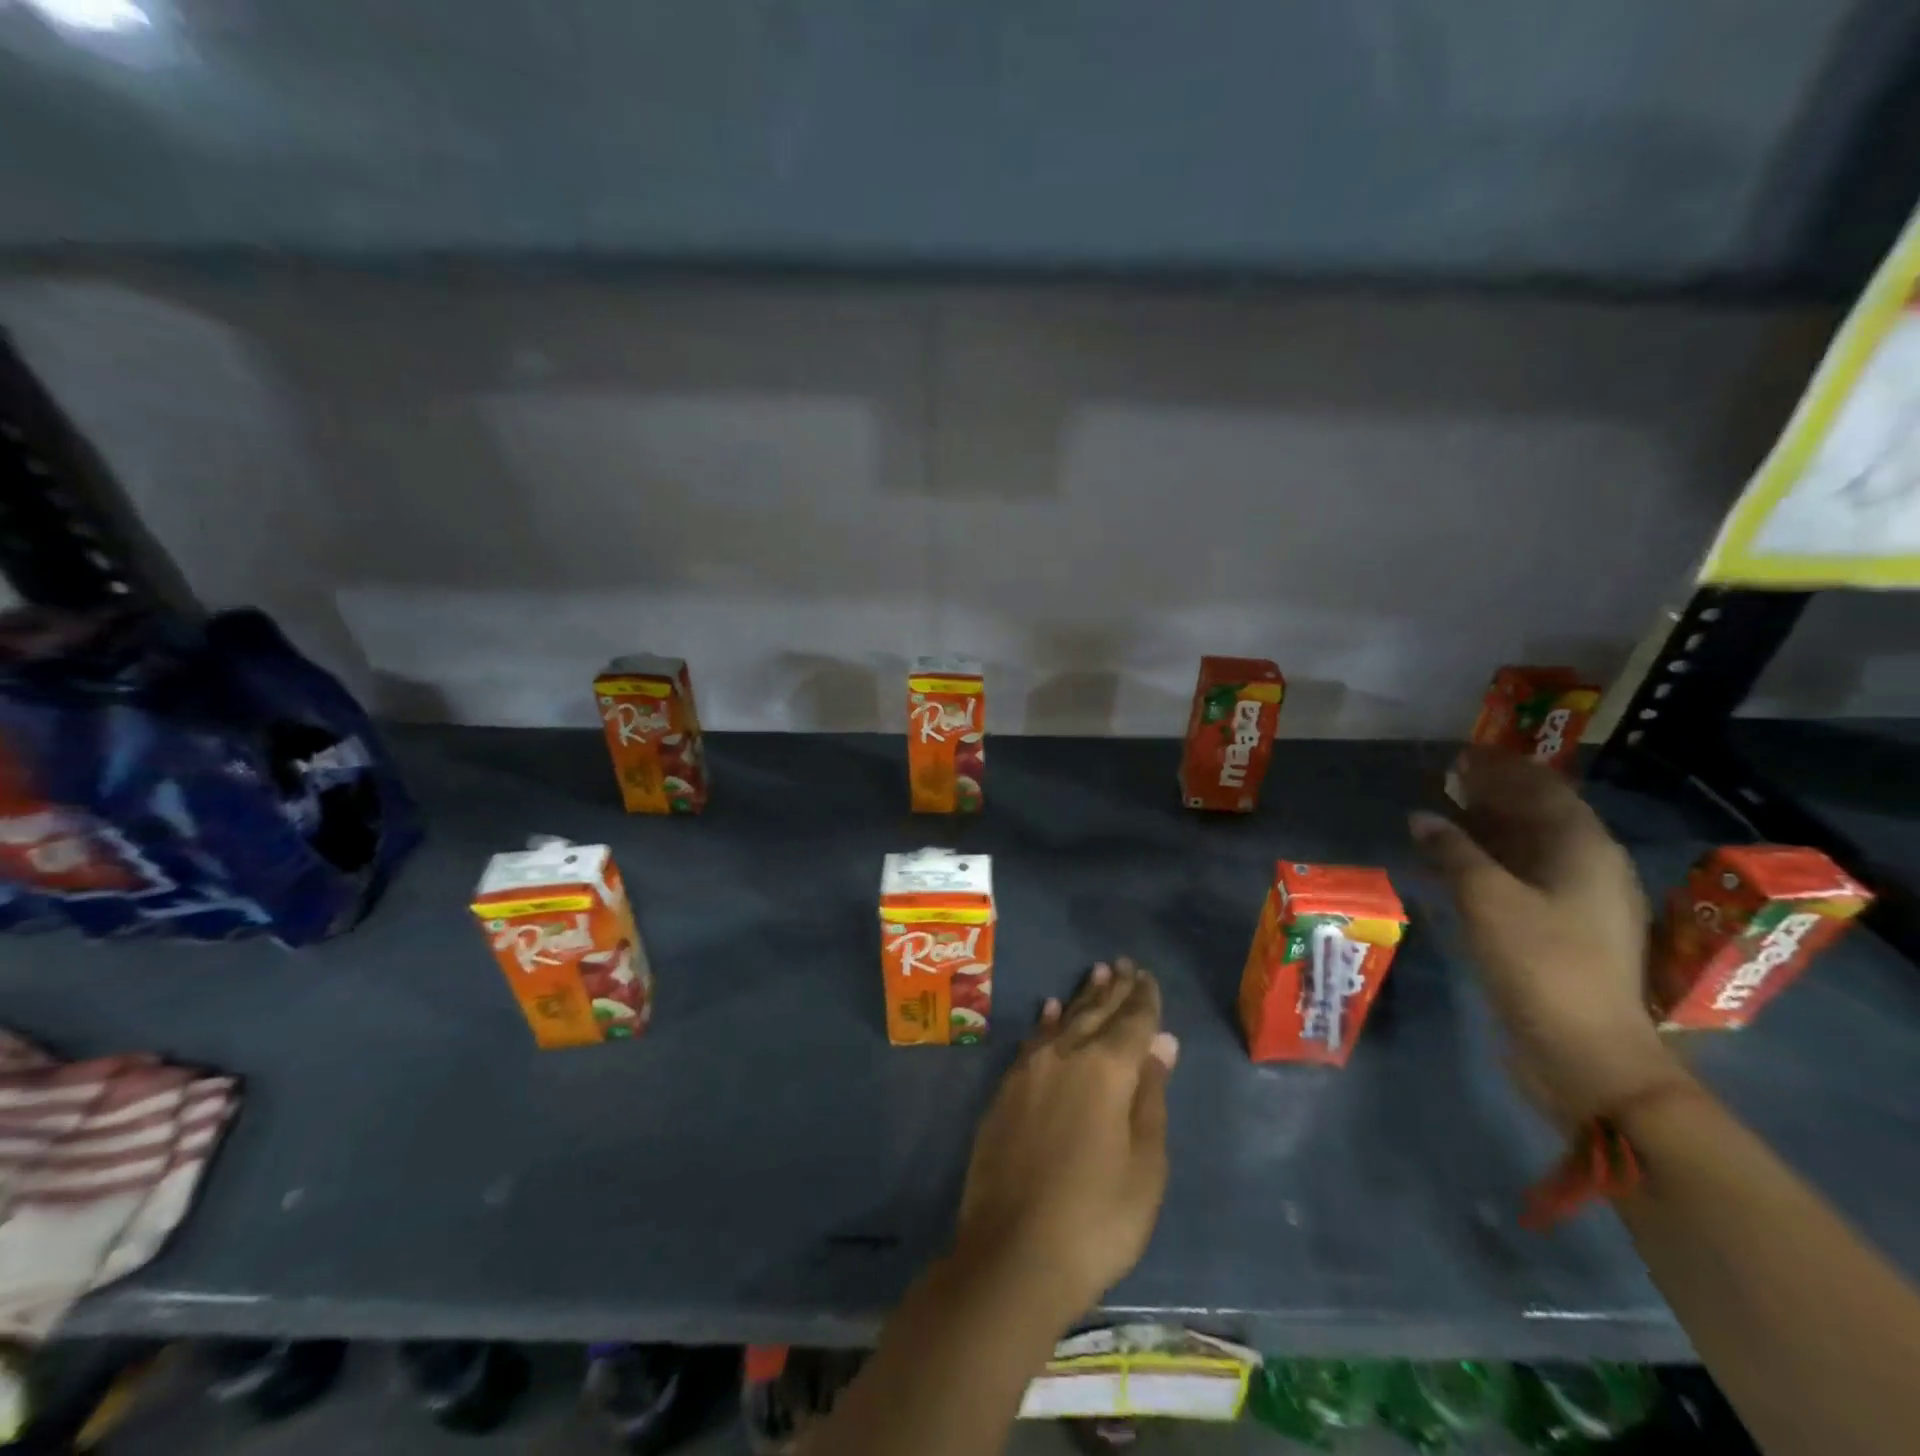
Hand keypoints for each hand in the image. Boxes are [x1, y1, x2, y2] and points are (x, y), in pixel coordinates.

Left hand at [955, 959, 1178, 1322]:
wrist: (1013, 1253)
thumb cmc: (1097, 1218)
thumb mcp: (1144, 1165)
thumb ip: (1150, 1096)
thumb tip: (1161, 1042)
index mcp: (1107, 1069)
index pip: (1132, 1022)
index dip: (1143, 999)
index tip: (1147, 975)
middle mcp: (1066, 1055)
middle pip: (1096, 1013)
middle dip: (1114, 988)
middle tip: (1124, 963)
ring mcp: (1030, 1069)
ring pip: (1063, 1020)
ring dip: (1082, 997)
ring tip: (1097, 973)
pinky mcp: (1006, 1089)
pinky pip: (1033, 1040)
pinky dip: (1046, 1022)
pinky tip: (1050, 1009)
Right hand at [1410, 749, 1687, 1129]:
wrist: (1585, 1053)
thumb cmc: (1540, 963)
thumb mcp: (1488, 900)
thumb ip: (1453, 852)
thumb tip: (1423, 817)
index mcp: (1584, 851)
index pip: (1544, 790)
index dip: (1504, 768)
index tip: (1463, 751)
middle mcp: (1587, 869)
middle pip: (1538, 816)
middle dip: (1493, 794)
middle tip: (1446, 777)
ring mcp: (1575, 904)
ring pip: (1526, 850)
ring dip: (1485, 829)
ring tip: (1441, 813)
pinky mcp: (1557, 933)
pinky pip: (1518, 879)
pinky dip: (1484, 863)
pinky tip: (1449, 865)